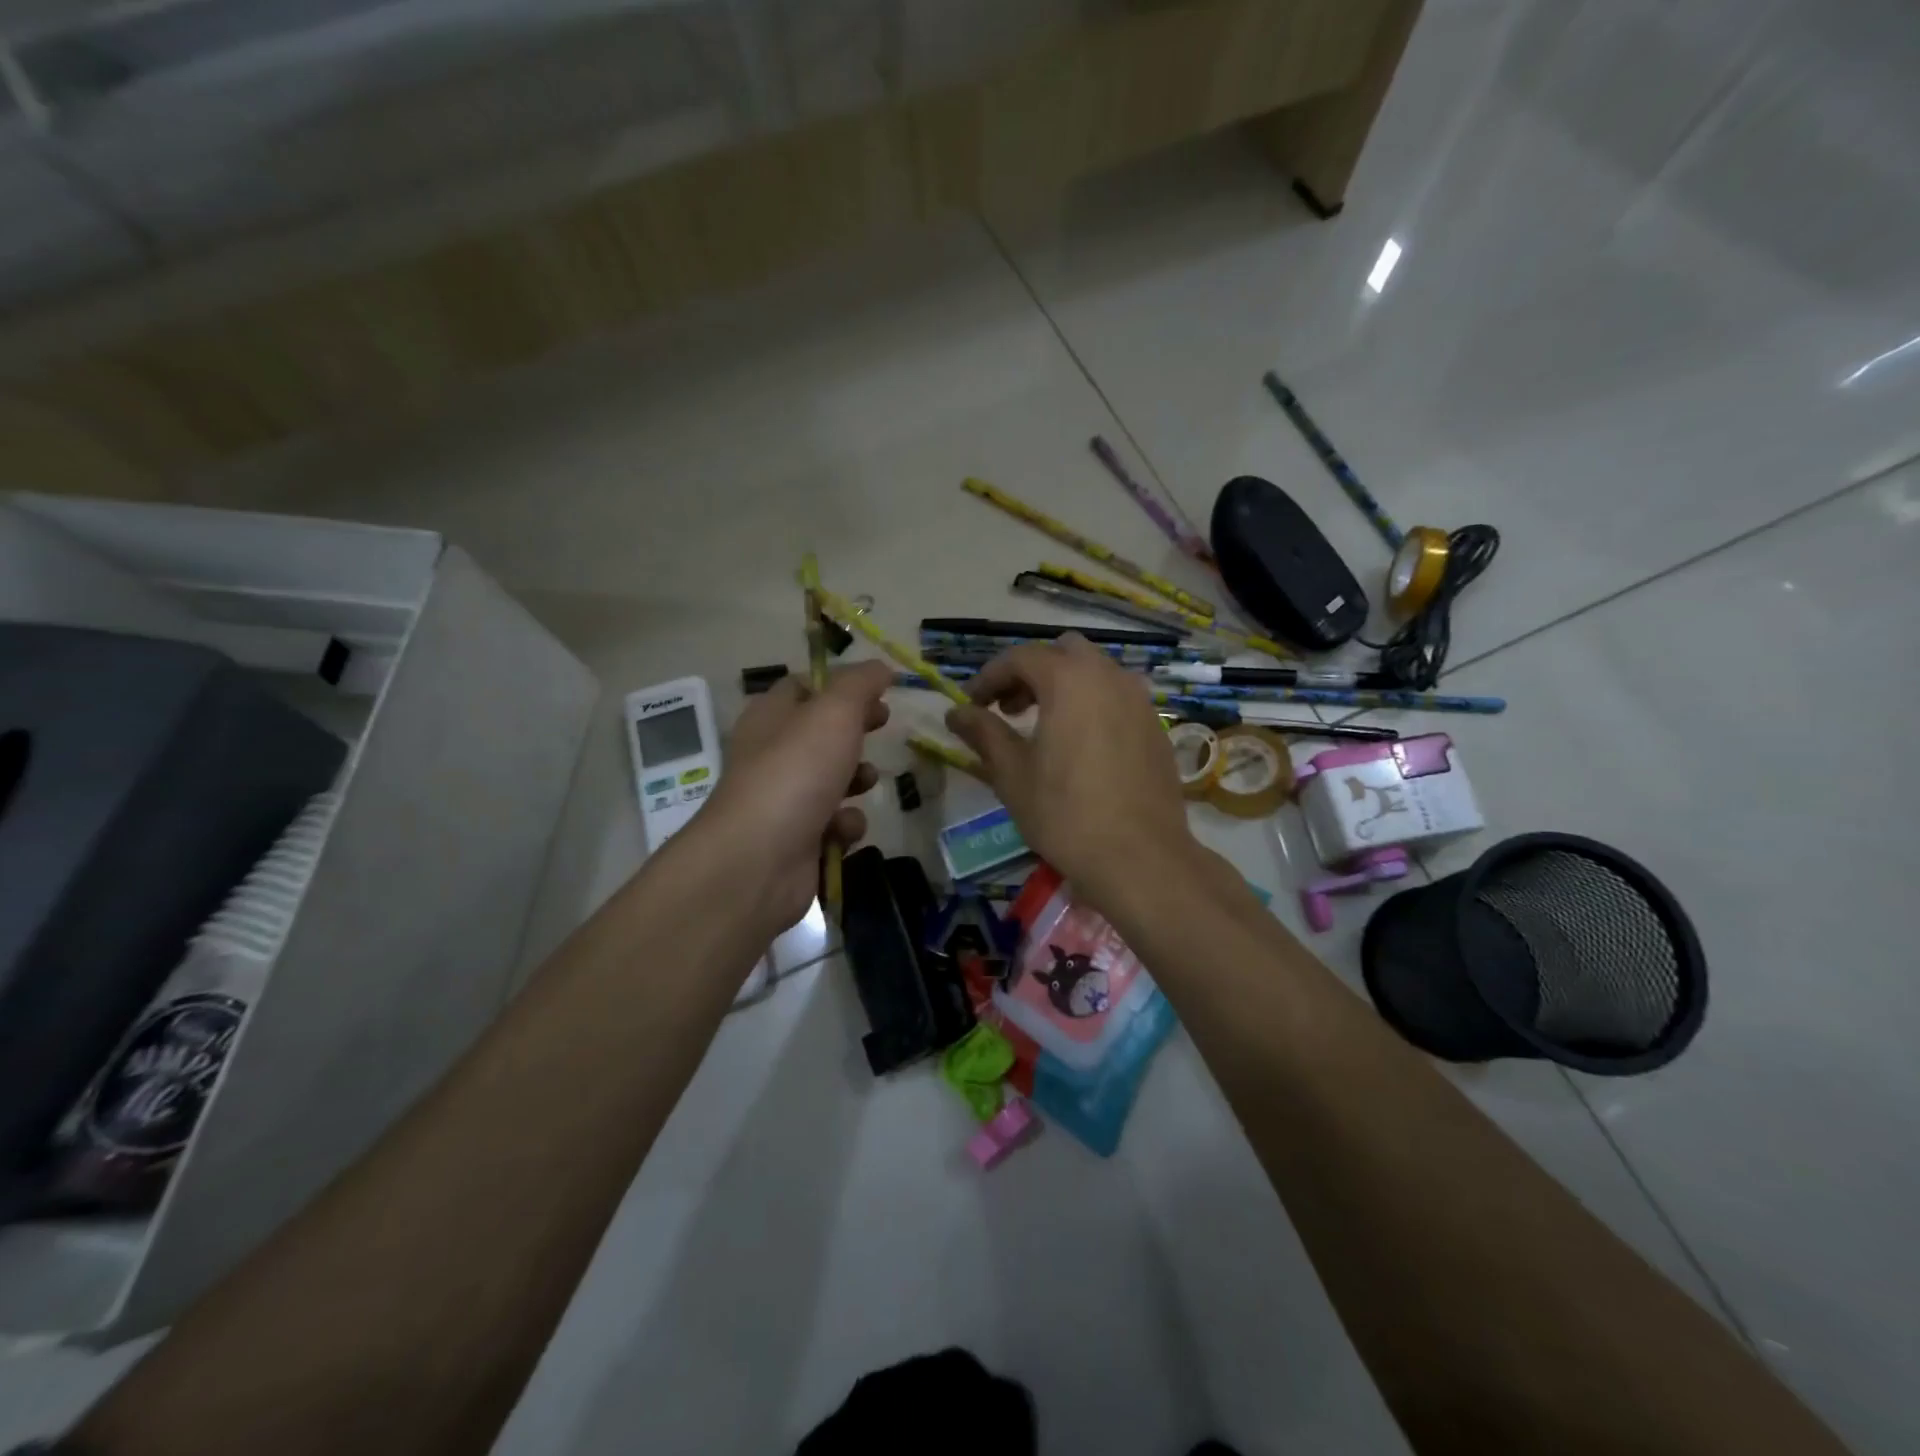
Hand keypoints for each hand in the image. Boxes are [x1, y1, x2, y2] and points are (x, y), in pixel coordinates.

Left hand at [699, 661, 890, 936]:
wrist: (758, 861)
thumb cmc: (795, 773)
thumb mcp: (833, 713)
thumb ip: (860, 684)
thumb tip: (881, 667)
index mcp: (771, 716)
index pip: (803, 687)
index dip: (841, 685)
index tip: (877, 691)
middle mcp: (773, 754)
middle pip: (822, 733)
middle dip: (856, 732)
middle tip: (882, 725)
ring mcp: (784, 800)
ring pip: (833, 780)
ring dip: (857, 780)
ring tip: (865, 782)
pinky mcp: (798, 841)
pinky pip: (834, 825)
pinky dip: (845, 826)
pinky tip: (842, 831)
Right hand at [945, 634, 1199, 905]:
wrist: (1140, 857)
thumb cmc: (1065, 813)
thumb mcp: (1012, 774)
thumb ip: (983, 733)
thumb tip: (955, 712)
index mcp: (1069, 680)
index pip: (1020, 657)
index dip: (989, 677)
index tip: (971, 704)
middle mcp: (1109, 676)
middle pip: (1063, 652)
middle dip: (1031, 672)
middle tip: (1010, 709)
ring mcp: (1139, 700)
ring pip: (1095, 671)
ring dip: (1064, 685)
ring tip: (1045, 726)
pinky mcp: (1155, 726)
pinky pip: (1118, 697)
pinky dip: (1093, 704)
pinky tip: (1082, 746)